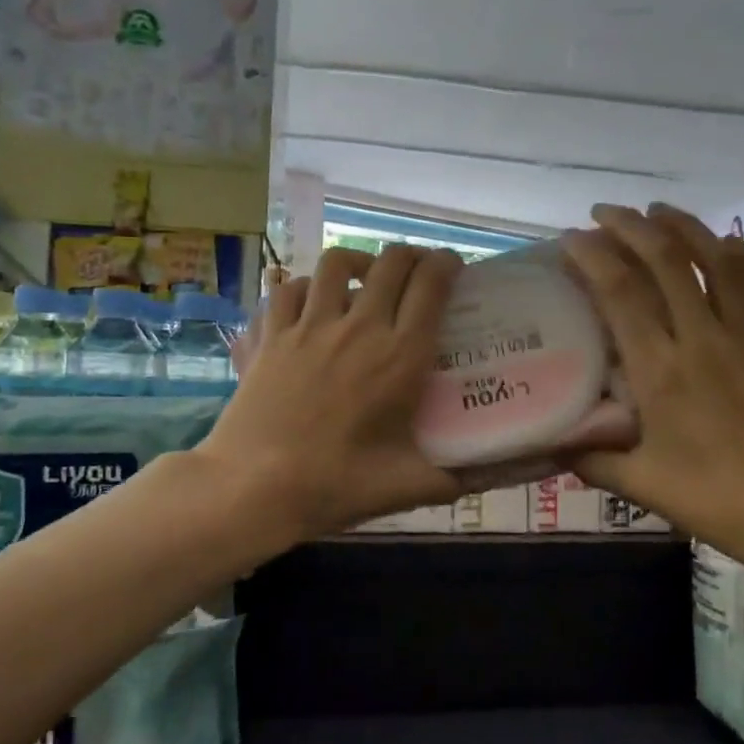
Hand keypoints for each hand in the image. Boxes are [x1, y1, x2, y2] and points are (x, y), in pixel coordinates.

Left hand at [198, 245, 464, 541]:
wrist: (256, 487)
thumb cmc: (338, 485)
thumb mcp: (408, 486)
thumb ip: (453, 479)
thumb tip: (487, 480)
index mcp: (400, 356)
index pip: (431, 287)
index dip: (446, 265)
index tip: (452, 266)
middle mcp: (359, 328)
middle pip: (390, 263)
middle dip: (409, 256)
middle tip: (416, 269)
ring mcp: (309, 327)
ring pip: (336, 263)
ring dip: (357, 262)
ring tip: (362, 277)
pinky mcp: (271, 336)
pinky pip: (289, 290)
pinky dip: (305, 287)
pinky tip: (310, 303)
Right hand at [559, 204, 743, 564]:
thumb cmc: (716, 499)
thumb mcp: (641, 485)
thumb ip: (592, 458)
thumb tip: (552, 441)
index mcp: (661, 370)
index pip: (621, 293)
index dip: (592, 257)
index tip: (570, 239)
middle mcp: (703, 339)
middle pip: (666, 260)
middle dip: (631, 226)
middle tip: (604, 213)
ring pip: (718, 260)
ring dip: (686, 226)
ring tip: (659, 211)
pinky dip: (742, 256)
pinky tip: (728, 246)